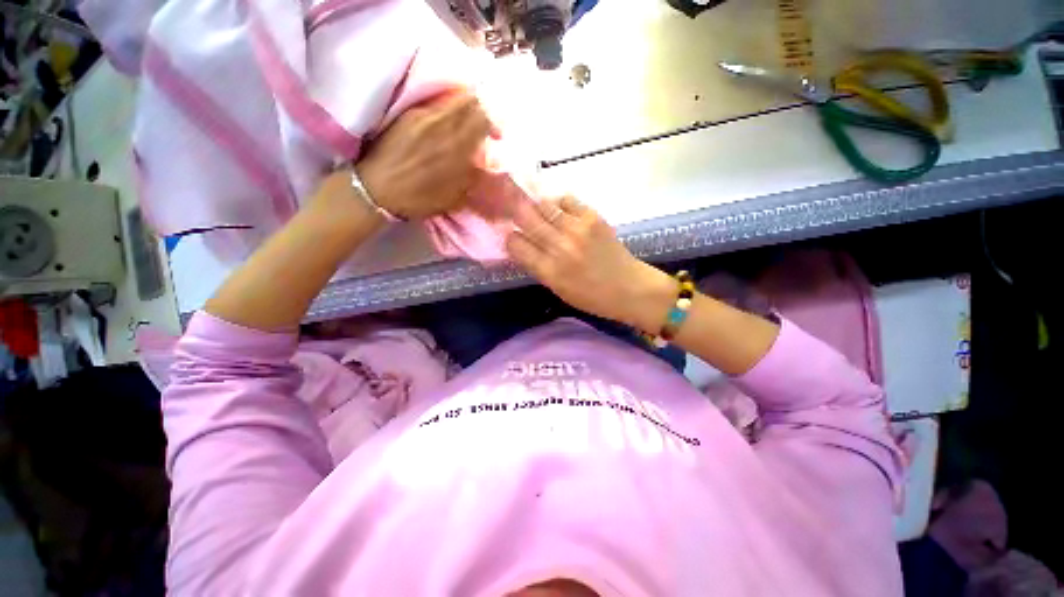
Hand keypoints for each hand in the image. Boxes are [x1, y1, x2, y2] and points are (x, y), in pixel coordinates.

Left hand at [355, 92, 496, 219]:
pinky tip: (445, 124)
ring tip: (464, 124)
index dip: (494, 124)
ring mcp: (425, 116)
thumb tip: (485, 163)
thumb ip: (473, 176)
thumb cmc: (420, 198)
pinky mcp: (410, 114)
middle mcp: (444, 125)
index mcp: (458, 147)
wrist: (379, 189)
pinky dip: (447, 109)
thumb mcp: (455, 196)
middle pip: (470, 102)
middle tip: (482, 126)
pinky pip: (436, 103)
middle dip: (481, 111)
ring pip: (453, 99)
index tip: (496, 136)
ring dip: (465, 108)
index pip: (484, 119)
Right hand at [505, 196, 675, 332]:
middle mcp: (559, 246)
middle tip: (520, 217)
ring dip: (537, 209)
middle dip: (517, 215)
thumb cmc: (591, 296)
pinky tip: (562, 213)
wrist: (629, 288)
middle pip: (525, 217)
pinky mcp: (592, 217)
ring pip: (543, 205)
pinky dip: (559, 204)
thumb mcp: (557, 289)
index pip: (515, 244)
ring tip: (541, 215)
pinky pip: (566, 200)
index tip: (515, 240)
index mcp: (549, 270)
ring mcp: (577, 229)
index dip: (511, 239)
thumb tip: (520, 245)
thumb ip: (537, 266)